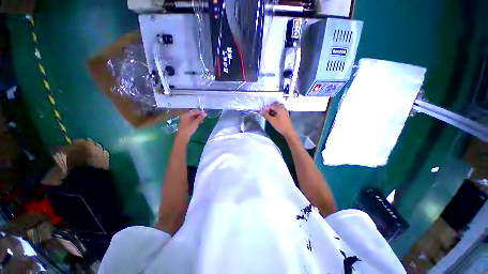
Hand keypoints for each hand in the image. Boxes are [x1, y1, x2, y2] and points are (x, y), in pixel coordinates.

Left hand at [176, 109, 206, 141]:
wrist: (183, 136)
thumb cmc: (189, 129)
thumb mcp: (196, 123)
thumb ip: (200, 118)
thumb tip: (205, 114)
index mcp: (186, 114)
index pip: (195, 111)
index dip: (200, 112)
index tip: (206, 114)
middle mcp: (185, 116)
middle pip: (193, 113)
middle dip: (199, 115)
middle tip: (204, 117)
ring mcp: (184, 119)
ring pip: (192, 117)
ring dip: (197, 118)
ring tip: (202, 120)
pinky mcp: (185, 123)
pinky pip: (190, 120)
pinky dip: (195, 120)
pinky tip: (198, 123)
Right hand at [260, 102, 295, 138]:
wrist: (288, 131)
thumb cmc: (280, 126)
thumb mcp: (272, 120)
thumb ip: (266, 115)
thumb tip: (261, 111)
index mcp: (280, 109)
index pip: (271, 106)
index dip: (266, 108)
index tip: (262, 112)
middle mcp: (283, 108)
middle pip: (275, 105)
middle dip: (269, 108)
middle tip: (265, 112)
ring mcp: (285, 111)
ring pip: (277, 108)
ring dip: (272, 110)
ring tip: (268, 114)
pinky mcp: (285, 115)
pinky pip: (280, 110)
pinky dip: (275, 112)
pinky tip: (273, 116)